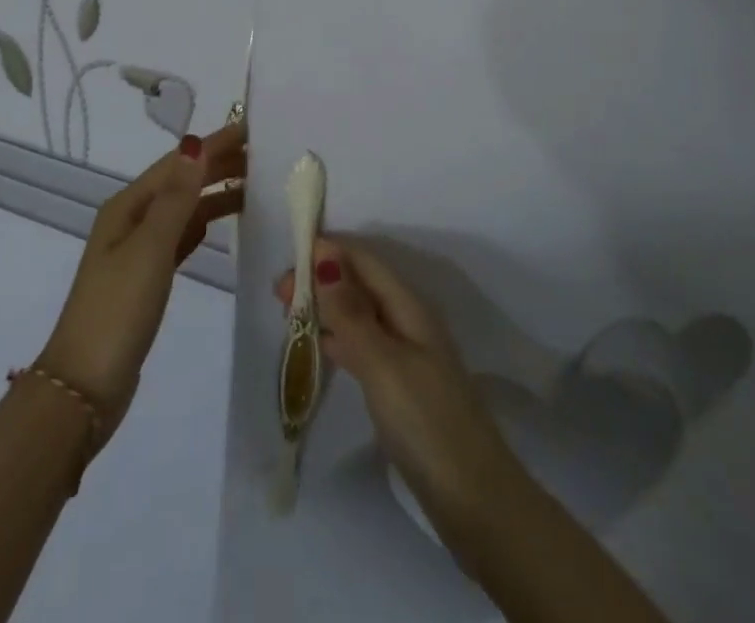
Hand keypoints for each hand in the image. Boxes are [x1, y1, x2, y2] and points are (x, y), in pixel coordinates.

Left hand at [38, 120, 245, 445]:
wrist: (84, 389)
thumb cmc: (118, 310)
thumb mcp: (150, 248)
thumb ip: (177, 198)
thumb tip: (195, 142)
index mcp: (127, 207)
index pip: (178, 163)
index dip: (214, 144)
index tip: (252, 130)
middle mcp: (131, 221)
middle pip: (180, 182)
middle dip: (218, 165)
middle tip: (265, 156)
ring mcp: (137, 251)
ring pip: (183, 209)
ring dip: (214, 193)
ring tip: (255, 186)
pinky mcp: (146, 279)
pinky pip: (181, 237)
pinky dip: (202, 224)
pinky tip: (219, 224)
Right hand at [274, 236, 521, 523]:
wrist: (476, 501)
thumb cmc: (427, 422)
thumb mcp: (383, 363)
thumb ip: (350, 313)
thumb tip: (324, 257)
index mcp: (409, 306)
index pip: (364, 260)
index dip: (328, 252)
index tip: (287, 258)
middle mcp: (409, 321)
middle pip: (360, 285)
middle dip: (322, 279)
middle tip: (278, 293)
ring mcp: (407, 355)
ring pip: (360, 314)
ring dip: (327, 307)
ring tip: (289, 313)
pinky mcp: (401, 387)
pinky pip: (363, 345)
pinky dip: (338, 338)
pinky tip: (319, 346)